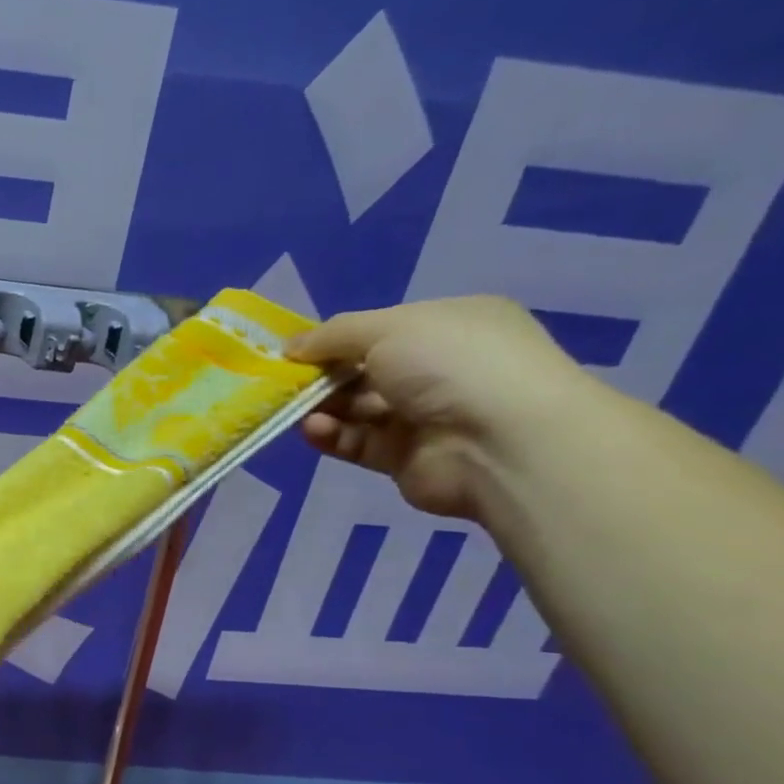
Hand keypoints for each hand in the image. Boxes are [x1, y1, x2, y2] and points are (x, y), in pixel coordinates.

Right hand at [285, 296, 595, 520]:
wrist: (501, 443)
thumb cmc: (450, 364)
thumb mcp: (387, 328)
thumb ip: (332, 335)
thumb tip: (289, 346)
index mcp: (448, 326)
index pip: (380, 329)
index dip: (335, 339)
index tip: (293, 350)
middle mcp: (439, 369)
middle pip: (363, 371)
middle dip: (321, 376)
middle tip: (282, 382)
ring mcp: (423, 416)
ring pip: (356, 409)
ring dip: (322, 407)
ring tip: (293, 409)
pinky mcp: (404, 458)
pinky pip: (357, 442)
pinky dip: (331, 435)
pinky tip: (313, 430)